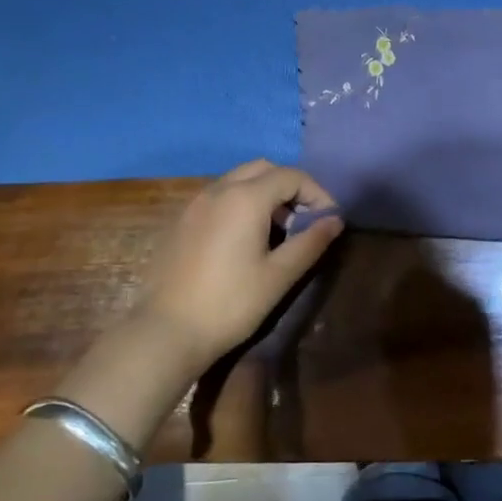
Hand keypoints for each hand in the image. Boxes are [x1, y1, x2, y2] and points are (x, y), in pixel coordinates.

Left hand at [133, 160, 343, 374]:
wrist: (166, 331)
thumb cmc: (230, 304)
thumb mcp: (279, 276)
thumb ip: (310, 242)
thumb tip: (335, 220)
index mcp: (246, 198)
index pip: (292, 176)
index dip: (317, 193)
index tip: (329, 220)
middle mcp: (219, 190)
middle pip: (264, 169)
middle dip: (291, 187)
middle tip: (305, 219)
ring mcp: (195, 203)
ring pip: (239, 179)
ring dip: (266, 193)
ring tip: (279, 230)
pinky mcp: (181, 220)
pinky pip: (220, 196)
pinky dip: (242, 202)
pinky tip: (246, 238)